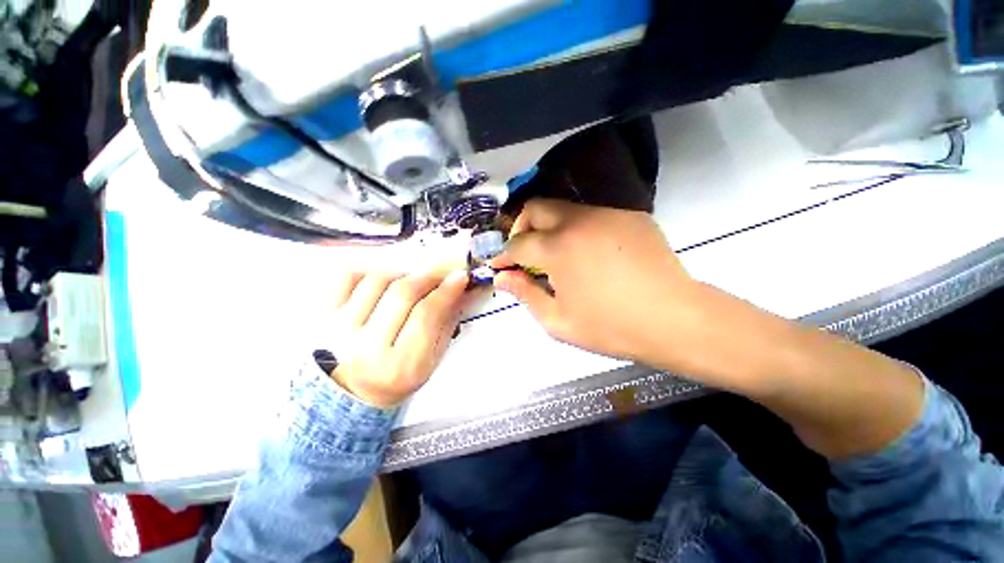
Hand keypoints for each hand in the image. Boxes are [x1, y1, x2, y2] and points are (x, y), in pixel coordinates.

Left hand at [328, 270, 469, 407]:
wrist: (357, 390)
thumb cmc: (402, 375)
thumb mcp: (433, 358)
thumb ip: (447, 322)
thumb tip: (457, 289)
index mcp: (401, 366)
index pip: (426, 315)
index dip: (446, 291)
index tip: (459, 277)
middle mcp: (368, 349)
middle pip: (402, 294)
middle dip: (427, 278)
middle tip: (439, 276)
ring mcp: (341, 331)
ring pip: (378, 280)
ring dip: (402, 275)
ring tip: (410, 284)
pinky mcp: (326, 317)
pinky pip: (349, 277)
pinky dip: (370, 272)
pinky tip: (383, 284)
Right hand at [490, 199, 709, 368]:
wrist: (674, 320)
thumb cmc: (610, 327)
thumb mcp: (558, 320)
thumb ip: (525, 294)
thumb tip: (502, 278)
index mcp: (557, 249)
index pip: (517, 244)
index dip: (503, 255)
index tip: (498, 265)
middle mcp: (578, 222)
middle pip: (536, 208)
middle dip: (522, 227)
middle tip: (525, 252)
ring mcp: (607, 215)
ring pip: (564, 208)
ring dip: (550, 227)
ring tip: (557, 255)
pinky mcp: (629, 216)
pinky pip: (593, 216)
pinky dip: (579, 230)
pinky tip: (589, 253)